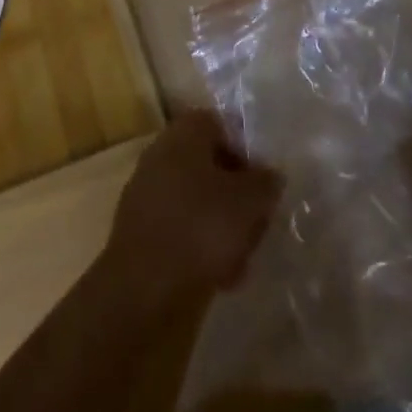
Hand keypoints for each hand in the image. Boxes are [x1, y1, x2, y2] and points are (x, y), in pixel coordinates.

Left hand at [98, 109, 281, 315]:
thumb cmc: (201, 227)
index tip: (263, 181)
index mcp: (184, 132)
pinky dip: (200, 245)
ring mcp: (147, 190)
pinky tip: (220, 275)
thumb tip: (270, 175)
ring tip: (243, 256)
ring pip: (196, 198)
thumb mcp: (249, 201)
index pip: (221, 125)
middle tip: (257, 220)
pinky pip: (180, 226)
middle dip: (235, 192)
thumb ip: (266, 182)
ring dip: (221, 223)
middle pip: (208, 164)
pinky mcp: (140, 228)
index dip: (246, 150)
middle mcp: (161, 152)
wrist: (144, 287)